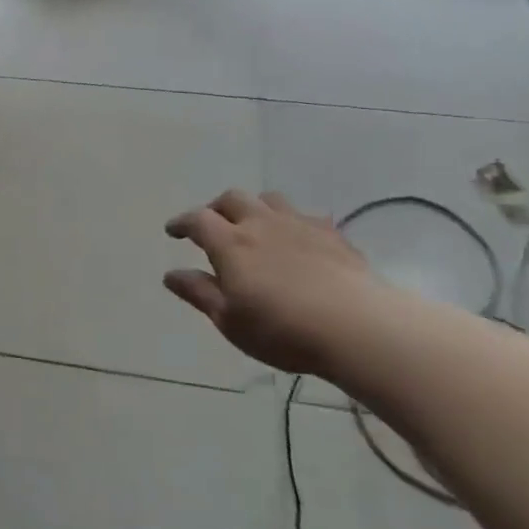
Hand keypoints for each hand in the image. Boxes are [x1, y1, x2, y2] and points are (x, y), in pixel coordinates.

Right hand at [164, 190, 380, 375]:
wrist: (357, 327)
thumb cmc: (281, 329)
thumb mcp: (229, 319)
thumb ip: (199, 292)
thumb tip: (171, 275)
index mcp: (230, 243)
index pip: (197, 220)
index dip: (182, 222)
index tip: (173, 231)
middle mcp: (262, 224)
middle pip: (233, 199)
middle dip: (216, 208)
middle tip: (212, 224)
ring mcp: (300, 225)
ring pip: (270, 200)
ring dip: (255, 208)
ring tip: (254, 226)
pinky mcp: (333, 235)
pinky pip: (305, 216)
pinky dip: (291, 223)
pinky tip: (297, 241)